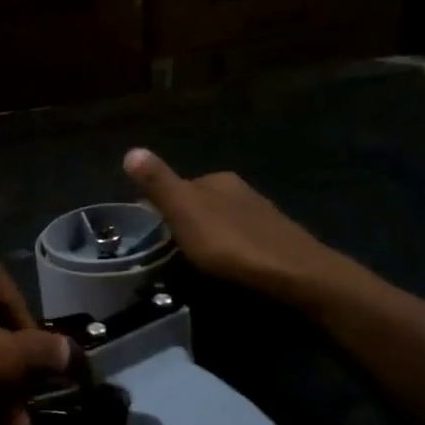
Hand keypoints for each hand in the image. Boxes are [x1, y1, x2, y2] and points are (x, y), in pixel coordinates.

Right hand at [123, 147, 353, 300]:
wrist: (294, 275)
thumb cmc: (231, 243)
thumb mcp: (185, 211)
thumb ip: (159, 183)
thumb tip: (131, 149)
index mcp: (218, 180)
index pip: (179, 186)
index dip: (159, 207)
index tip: (146, 231)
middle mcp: (241, 191)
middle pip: (201, 203)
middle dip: (184, 222)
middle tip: (165, 250)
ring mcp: (262, 216)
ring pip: (222, 222)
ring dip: (206, 237)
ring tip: (192, 261)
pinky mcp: (276, 242)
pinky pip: (240, 240)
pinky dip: (227, 250)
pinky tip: (225, 267)